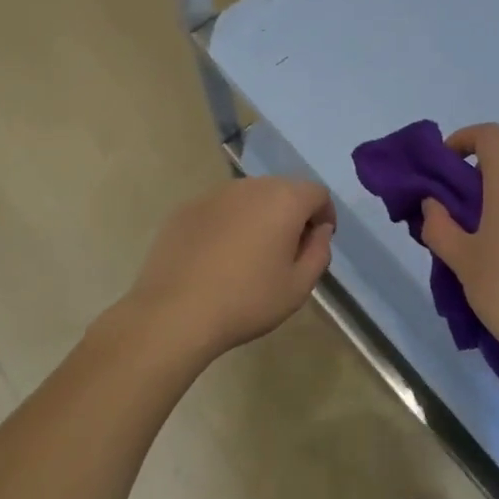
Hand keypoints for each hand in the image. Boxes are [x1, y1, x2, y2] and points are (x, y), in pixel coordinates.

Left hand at [121, 177, 334, 360]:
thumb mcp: (298, 286)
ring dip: (259, 216)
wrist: (175, 312)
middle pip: (283, 190)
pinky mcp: (186, 208)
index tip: (317, 242)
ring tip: (250, 254)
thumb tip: (319, 230)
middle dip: (292, 213)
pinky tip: (218, 257)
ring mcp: (214, 194)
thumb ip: (319, 252)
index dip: (324, 215)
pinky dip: (228, 224)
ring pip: (249, 197)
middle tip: (287, 250)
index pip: (317, 193)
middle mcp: (250, 186)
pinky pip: (220, 209)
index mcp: (283, 200)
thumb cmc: (247, 300)